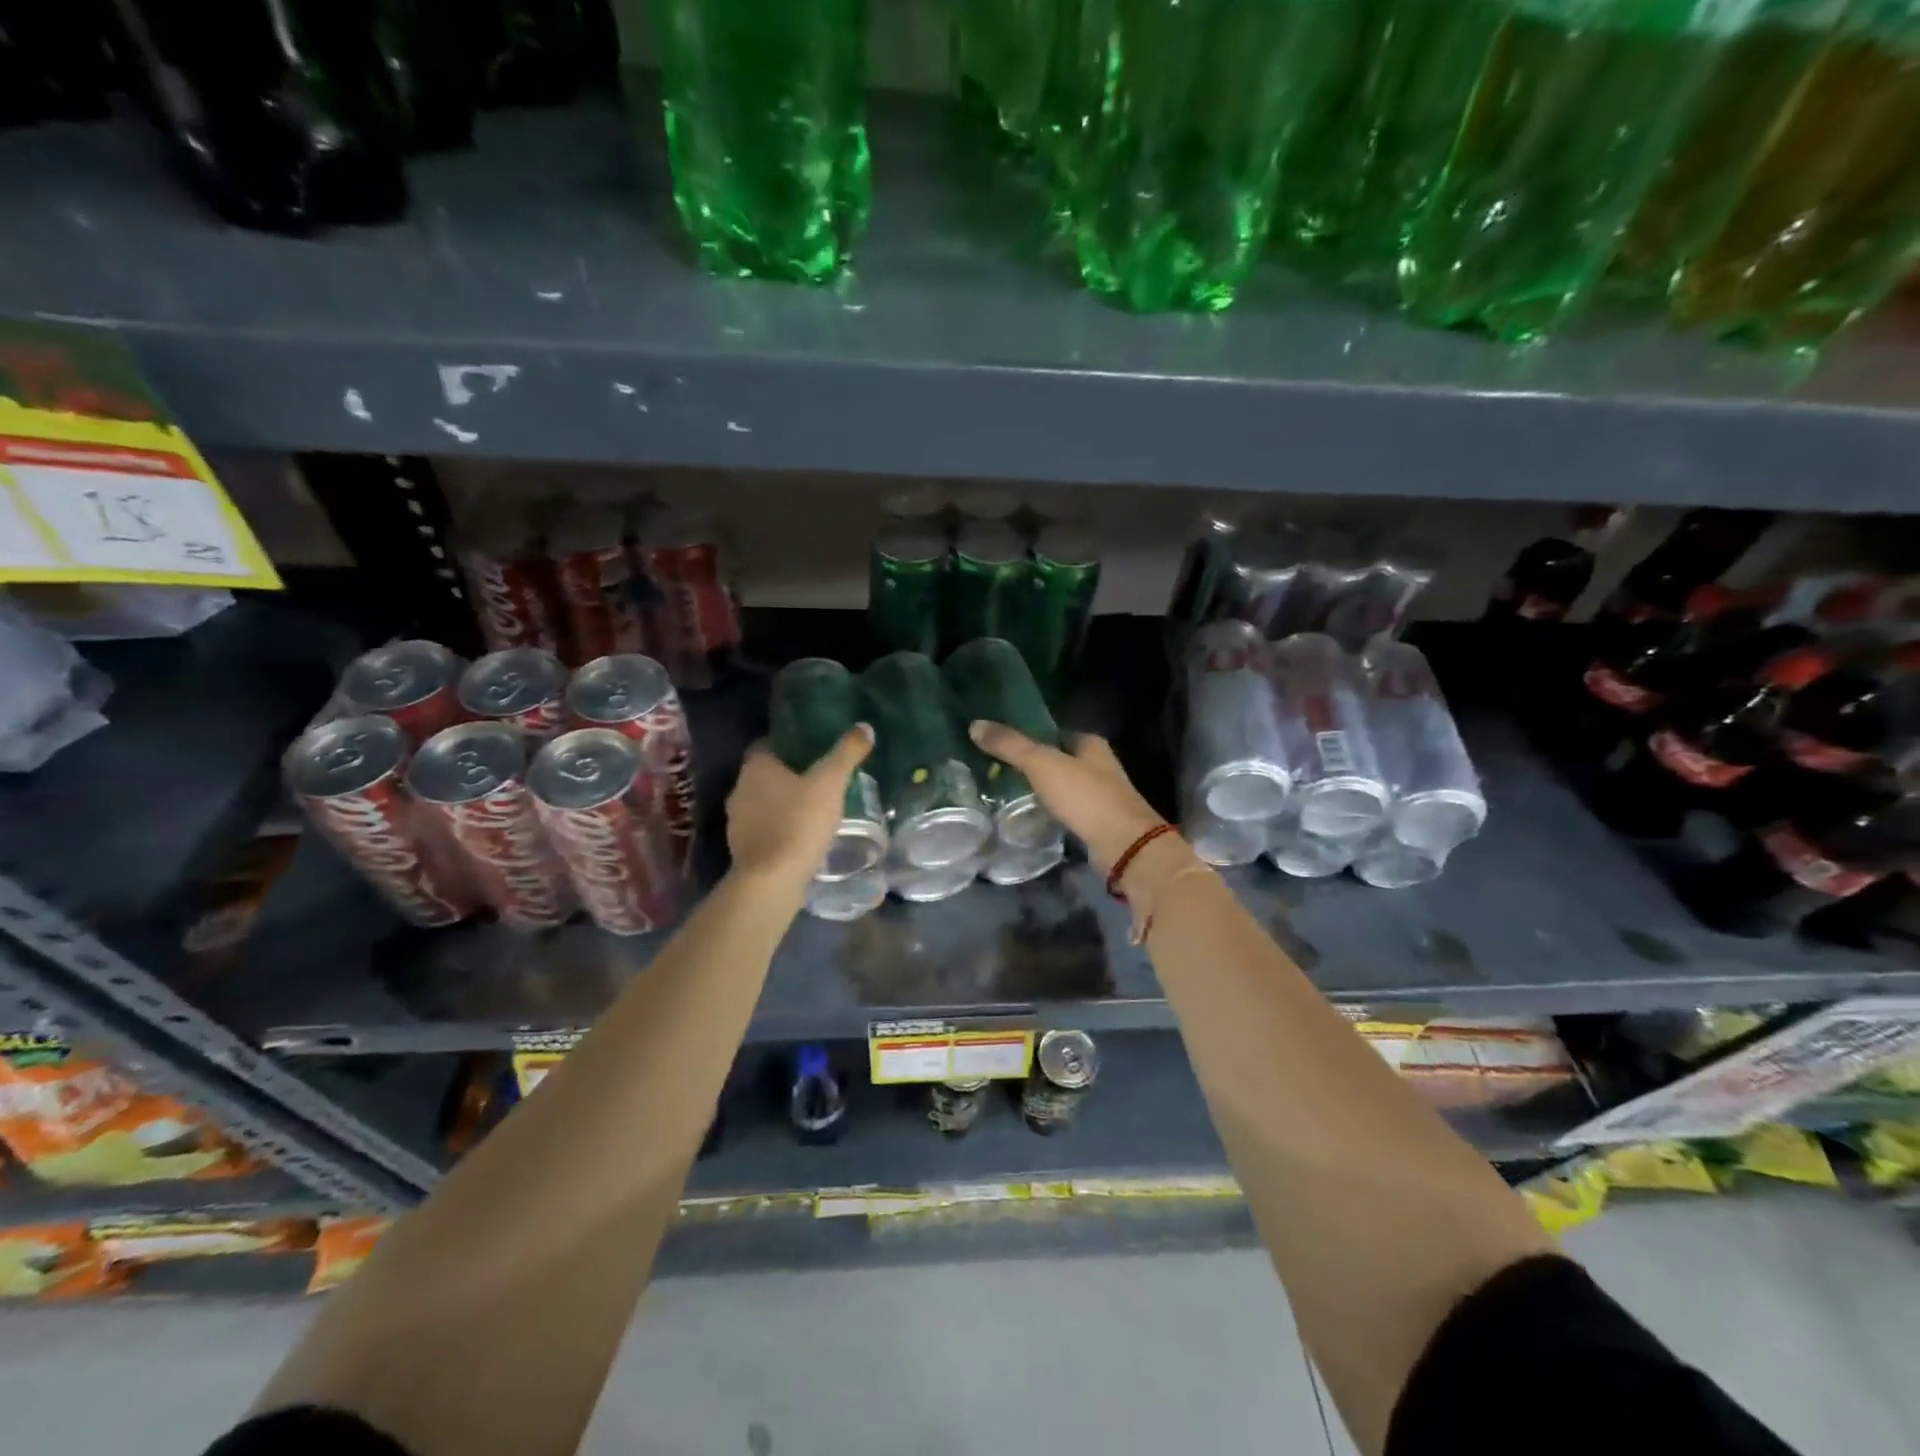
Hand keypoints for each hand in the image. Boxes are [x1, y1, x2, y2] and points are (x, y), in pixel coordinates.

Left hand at [726, 725, 873, 892]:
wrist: (771, 880)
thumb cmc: (799, 822)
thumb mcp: (830, 783)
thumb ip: (846, 753)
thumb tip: (864, 726)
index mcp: (755, 767)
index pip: (767, 744)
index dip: (789, 745)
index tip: (812, 749)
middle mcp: (739, 788)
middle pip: (765, 774)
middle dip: (789, 775)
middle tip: (819, 777)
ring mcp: (737, 820)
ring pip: (763, 802)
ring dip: (783, 803)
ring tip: (813, 807)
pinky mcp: (742, 848)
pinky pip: (763, 828)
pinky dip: (779, 827)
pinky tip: (801, 835)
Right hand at [967, 721, 1163, 875]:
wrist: (1122, 844)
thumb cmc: (1085, 796)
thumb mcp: (1042, 764)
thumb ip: (1010, 745)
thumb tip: (975, 725)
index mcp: (1092, 745)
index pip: (1058, 732)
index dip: (1034, 735)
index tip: (1005, 743)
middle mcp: (1100, 767)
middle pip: (1062, 760)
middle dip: (1036, 764)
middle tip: (1000, 769)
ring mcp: (1101, 797)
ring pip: (1065, 787)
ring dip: (1043, 790)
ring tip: (1008, 793)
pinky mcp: (1097, 824)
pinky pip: (1068, 812)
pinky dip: (1051, 812)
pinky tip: (1031, 817)